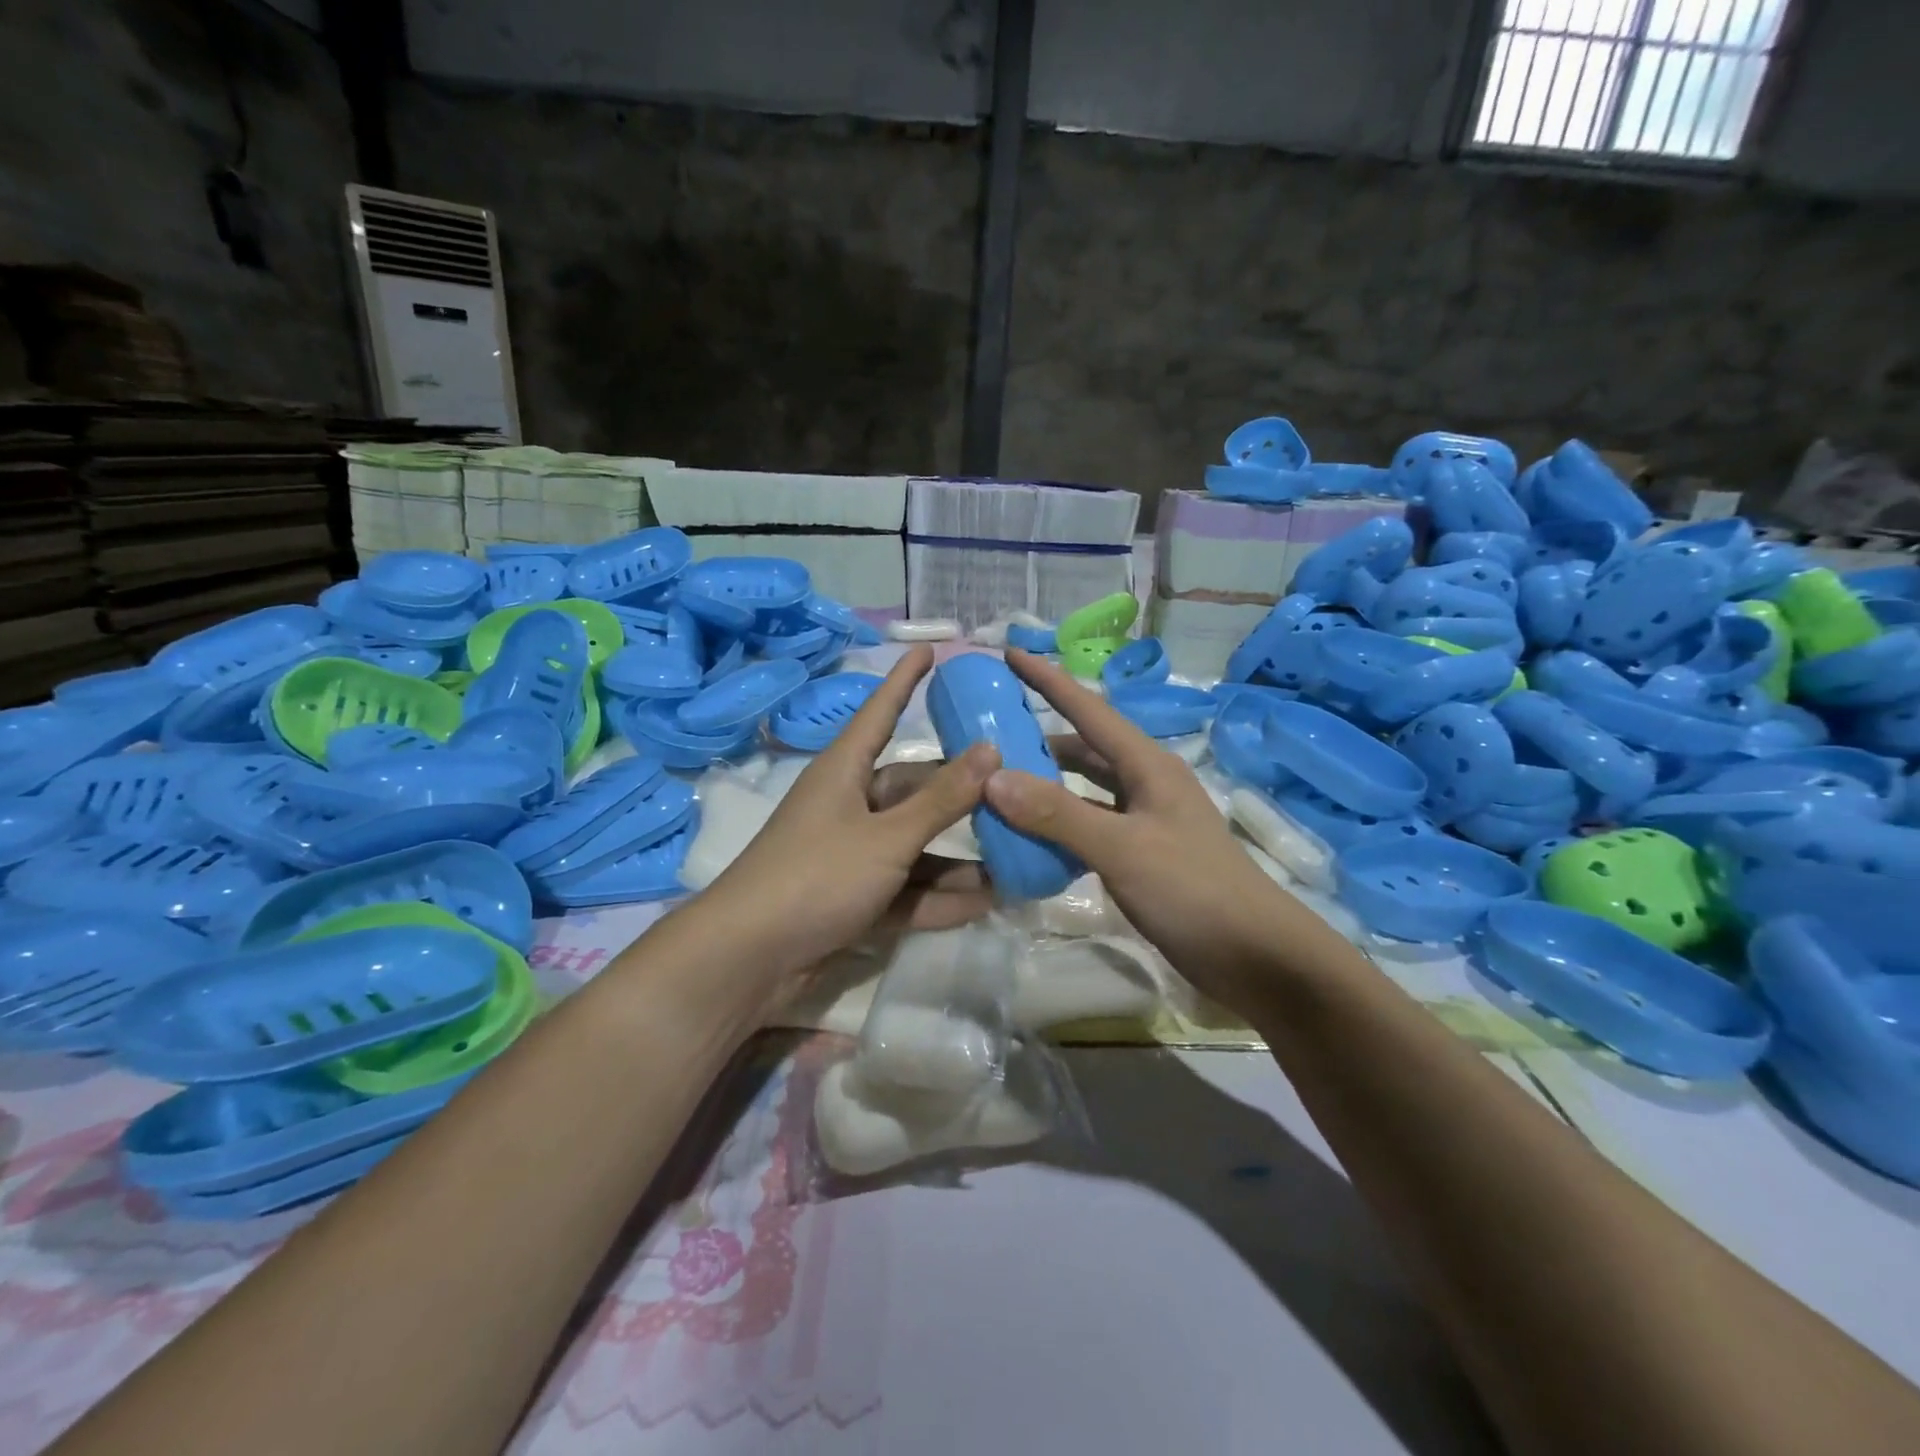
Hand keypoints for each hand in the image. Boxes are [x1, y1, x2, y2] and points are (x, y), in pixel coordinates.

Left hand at [692, 646, 1000, 1003]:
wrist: (749, 960)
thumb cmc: (816, 876)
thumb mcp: (887, 836)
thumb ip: (941, 800)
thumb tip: (990, 750)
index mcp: (845, 772)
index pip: (881, 711)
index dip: (905, 680)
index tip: (930, 648)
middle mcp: (849, 806)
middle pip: (913, 789)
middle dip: (961, 795)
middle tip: (1016, 791)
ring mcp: (851, 855)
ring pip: (916, 846)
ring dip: (959, 857)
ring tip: (1016, 856)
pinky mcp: (854, 899)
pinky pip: (906, 889)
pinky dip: (939, 896)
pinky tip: (986, 902)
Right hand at [982, 651, 1352, 1012]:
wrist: (1256, 956)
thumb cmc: (1193, 890)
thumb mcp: (1122, 848)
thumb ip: (1057, 814)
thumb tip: (993, 778)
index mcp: (1147, 765)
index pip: (1088, 710)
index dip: (1048, 680)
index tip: (1009, 653)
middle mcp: (1146, 783)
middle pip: (1084, 747)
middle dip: (1039, 736)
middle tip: (989, 732)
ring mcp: (1145, 820)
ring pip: (1085, 788)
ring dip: (1047, 783)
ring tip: (998, 783)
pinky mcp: (1141, 854)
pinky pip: (1089, 825)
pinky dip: (1059, 825)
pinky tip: (1030, 837)